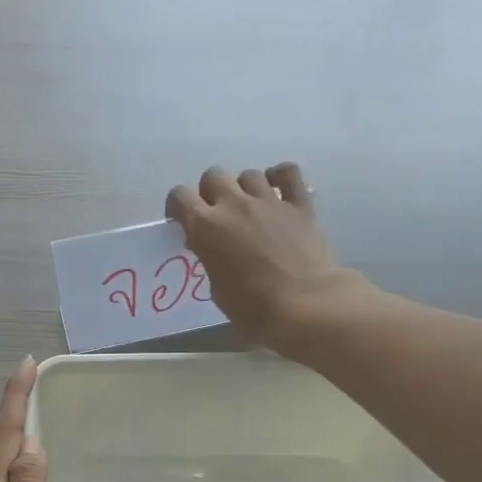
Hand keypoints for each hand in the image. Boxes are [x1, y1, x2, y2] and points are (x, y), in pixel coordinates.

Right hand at [165, 162, 351, 355]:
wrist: (304, 306)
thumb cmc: (253, 309)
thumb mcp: (218, 290)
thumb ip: (211, 260)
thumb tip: (215, 249)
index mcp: (206, 227)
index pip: (180, 196)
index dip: (178, 206)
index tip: (182, 221)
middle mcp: (234, 204)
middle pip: (213, 176)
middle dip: (210, 193)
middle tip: (217, 216)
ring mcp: (268, 200)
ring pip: (248, 174)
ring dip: (244, 189)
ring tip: (250, 209)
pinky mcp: (299, 203)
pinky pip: (287, 172)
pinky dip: (279, 176)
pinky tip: (278, 190)